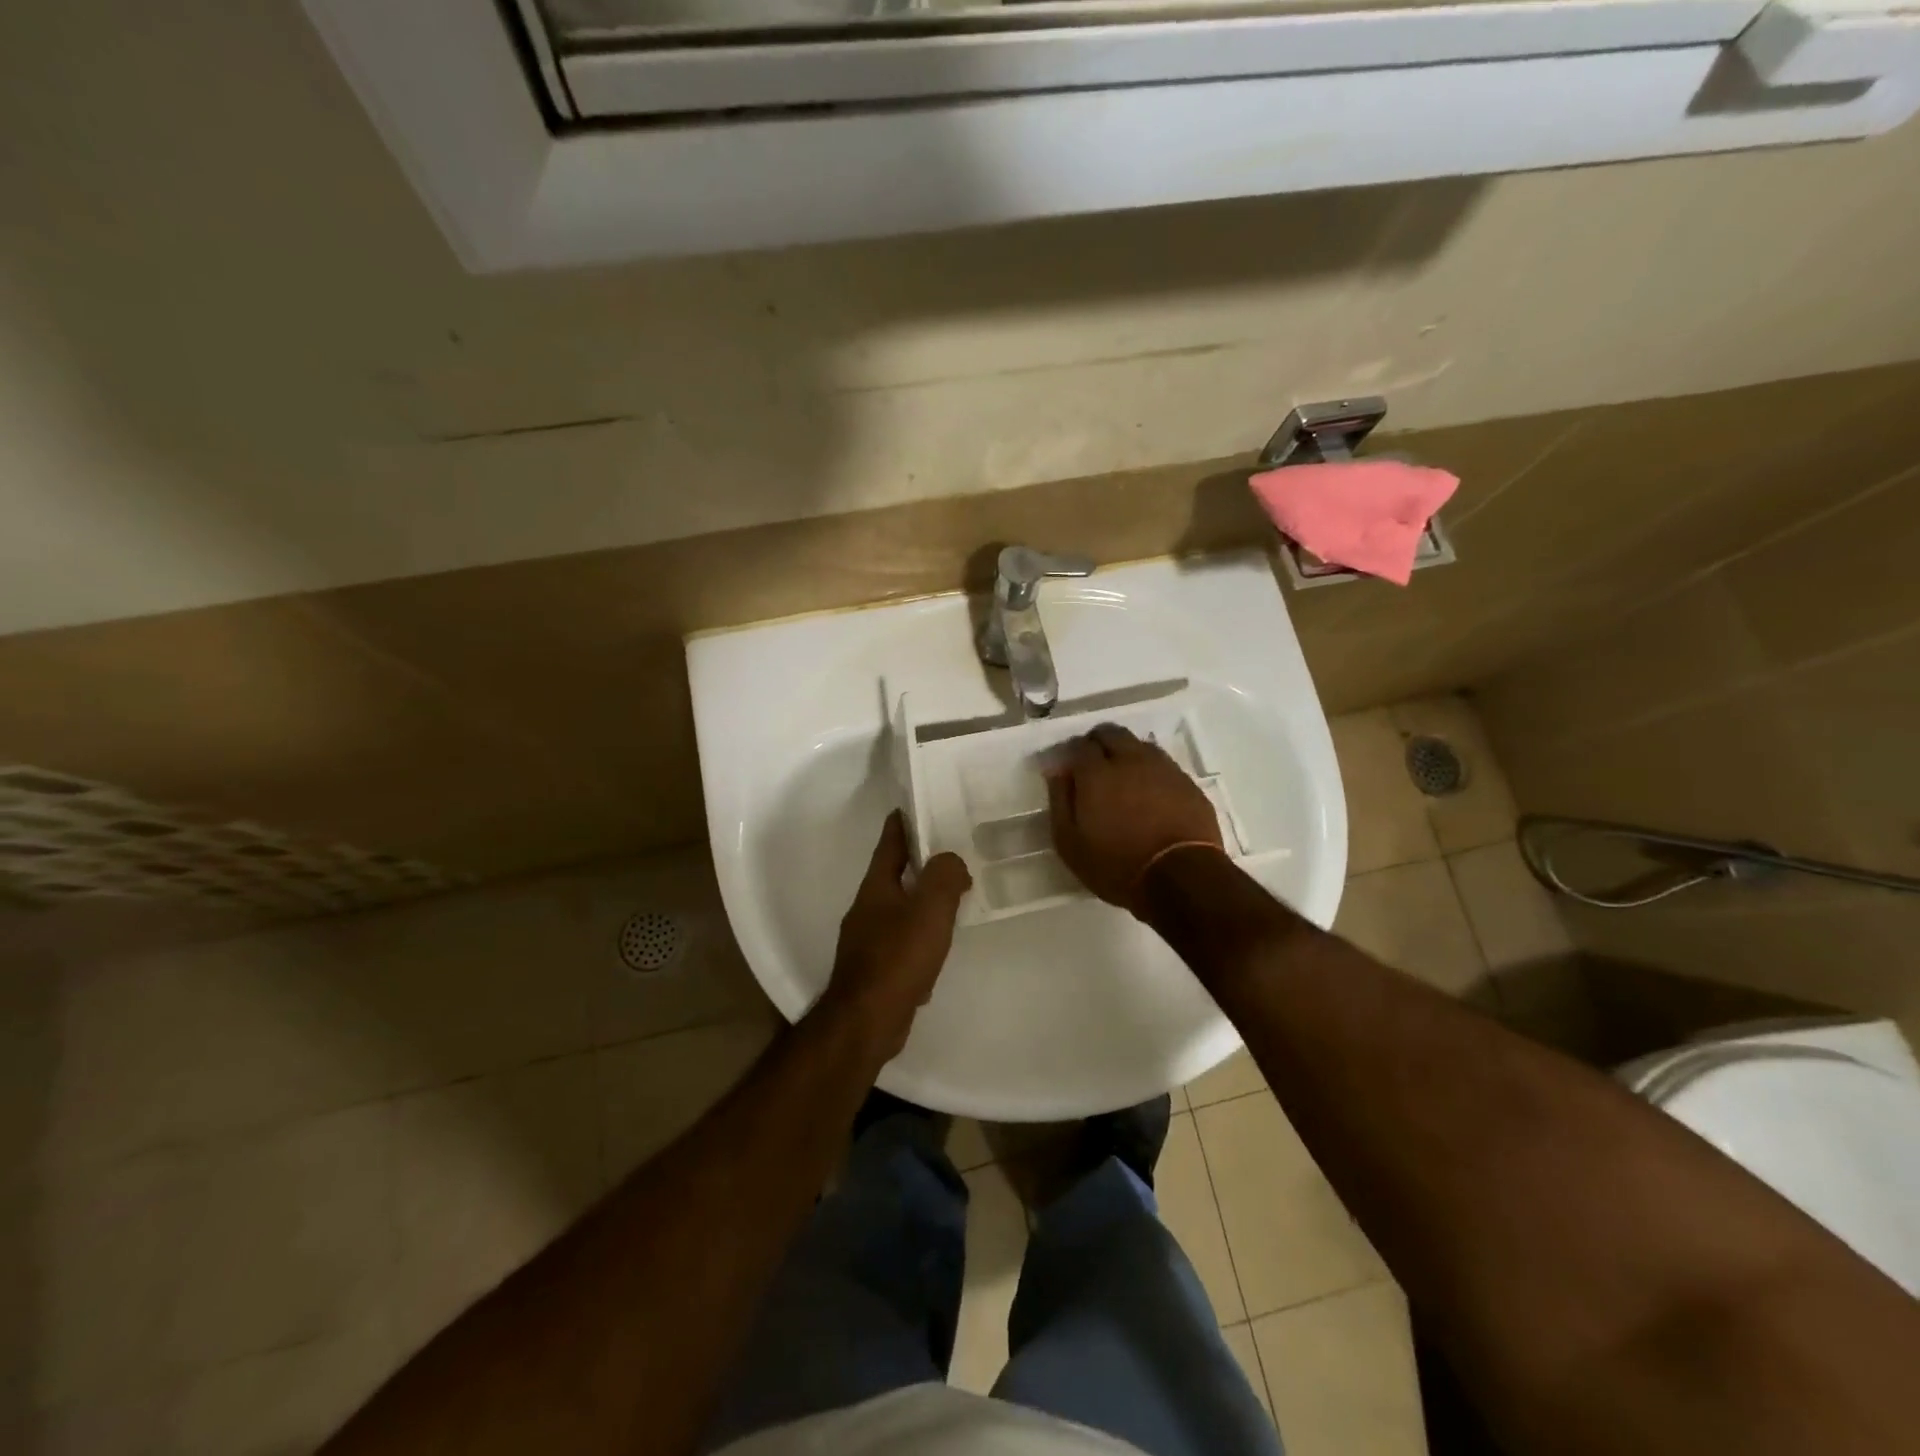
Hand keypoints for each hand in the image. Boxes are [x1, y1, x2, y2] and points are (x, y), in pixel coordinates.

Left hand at [818, 811, 972, 1062]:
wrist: (866, 1021)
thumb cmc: (898, 957)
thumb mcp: (929, 909)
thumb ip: (944, 877)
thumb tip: (952, 862)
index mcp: (876, 887)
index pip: (889, 844)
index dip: (901, 823)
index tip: (913, 805)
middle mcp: (866, 909)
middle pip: (892, 876)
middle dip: (916, 863)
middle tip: (947, 854)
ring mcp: (867, 941)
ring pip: (898, 910)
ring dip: (920, 901)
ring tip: (950, 899)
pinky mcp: (875, 970)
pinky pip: (901, 943)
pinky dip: (919, 937)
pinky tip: (937, 949)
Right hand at [1046, 724, 1224, 913]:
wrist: (1182, 878)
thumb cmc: (1117, 865)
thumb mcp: (1070, 843)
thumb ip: (1060, 801)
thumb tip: (1057, 772)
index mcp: (1097, 772)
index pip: (1079, 745)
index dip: (1071, 753)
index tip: (1068, 769)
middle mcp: (1130, 760)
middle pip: (1111, 733)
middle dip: (1098, 743)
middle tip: (1093, 767)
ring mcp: (1163, 768)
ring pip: (1139, 745)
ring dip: (1126, 753)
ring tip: (1122, 779)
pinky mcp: (1187, 783)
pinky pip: (1163, 764)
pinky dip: (1150, 771)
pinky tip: (1149, 794)